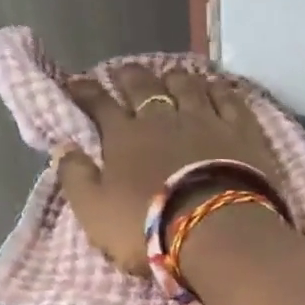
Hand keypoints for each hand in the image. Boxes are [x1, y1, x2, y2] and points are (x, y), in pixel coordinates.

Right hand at [58, 64, 277, 276]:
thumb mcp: (95, 212)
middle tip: (123, 72)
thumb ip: (76, 178)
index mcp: (124, 137)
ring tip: (168, 76)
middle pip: (143, 86)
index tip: (75, 84)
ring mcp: (205, 120)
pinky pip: (228, 99)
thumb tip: (63, 147)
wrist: (216, 232)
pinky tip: (214, 87)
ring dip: (174, 77)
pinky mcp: (241, 132)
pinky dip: (217, 89)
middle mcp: (163, 119)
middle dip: (129, 76)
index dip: (85, 92)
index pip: (99, 104)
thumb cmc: (147, 227)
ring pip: (186, 85)